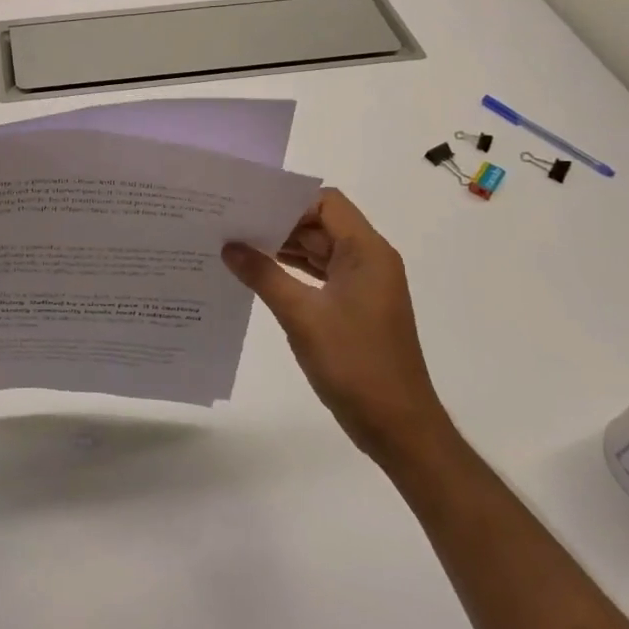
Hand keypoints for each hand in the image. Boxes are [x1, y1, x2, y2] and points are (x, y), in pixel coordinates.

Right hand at [223, 189, 448, 462]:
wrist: (399, 428)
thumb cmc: (356, 365)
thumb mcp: (302, 316)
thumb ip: (264, 275)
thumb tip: (229, 246)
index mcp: (367, 252)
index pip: (326, 203)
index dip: (288, 200)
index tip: (249, 205)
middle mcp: (369, 260)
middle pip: (320, 224)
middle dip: (279, 223)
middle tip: (233, 223)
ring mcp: (363, 285)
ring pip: (319, 250)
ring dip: (284, 248)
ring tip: (237, 246)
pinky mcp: (356, 307)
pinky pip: (321, 274)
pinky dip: (293, 271)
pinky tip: (260, 275)